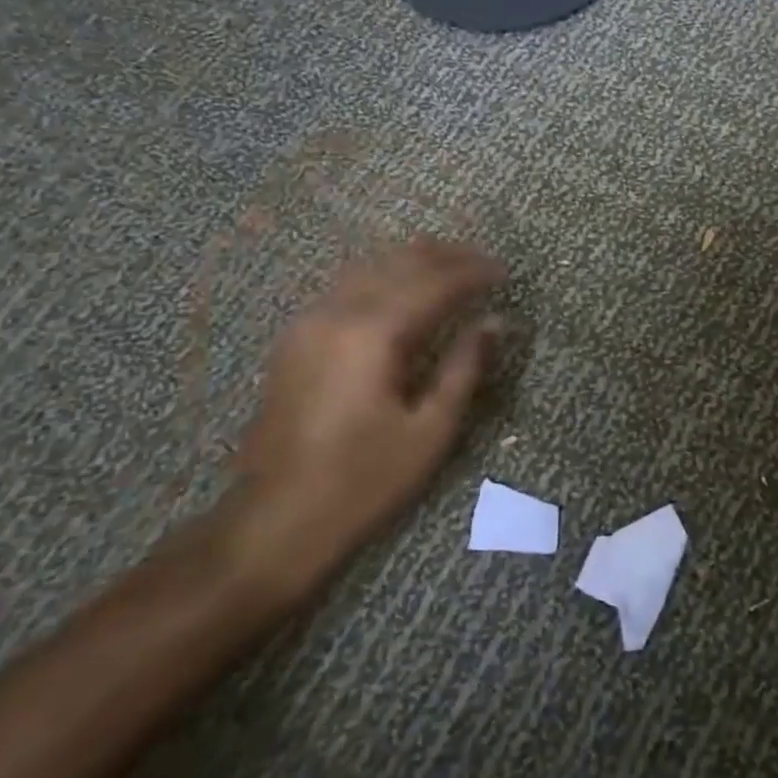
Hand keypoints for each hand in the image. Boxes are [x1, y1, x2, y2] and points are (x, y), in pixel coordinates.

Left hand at [228, 238, 504, 590]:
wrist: (272, 521)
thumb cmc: (361, 481)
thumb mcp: (430, 432)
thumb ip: (464, 368)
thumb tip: (493, 322)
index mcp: (373, 335)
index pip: (434, 283)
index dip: (474, 272)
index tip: (505, 272)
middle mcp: (337, 313)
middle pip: (399, 262)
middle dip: (446, 256)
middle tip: (483, 262)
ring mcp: (309, 322)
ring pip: (369, 266)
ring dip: (413, 260)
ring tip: (451, 265)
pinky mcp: (295, 337)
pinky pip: (347, 285)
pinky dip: (383, 274)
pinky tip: (402, 288)